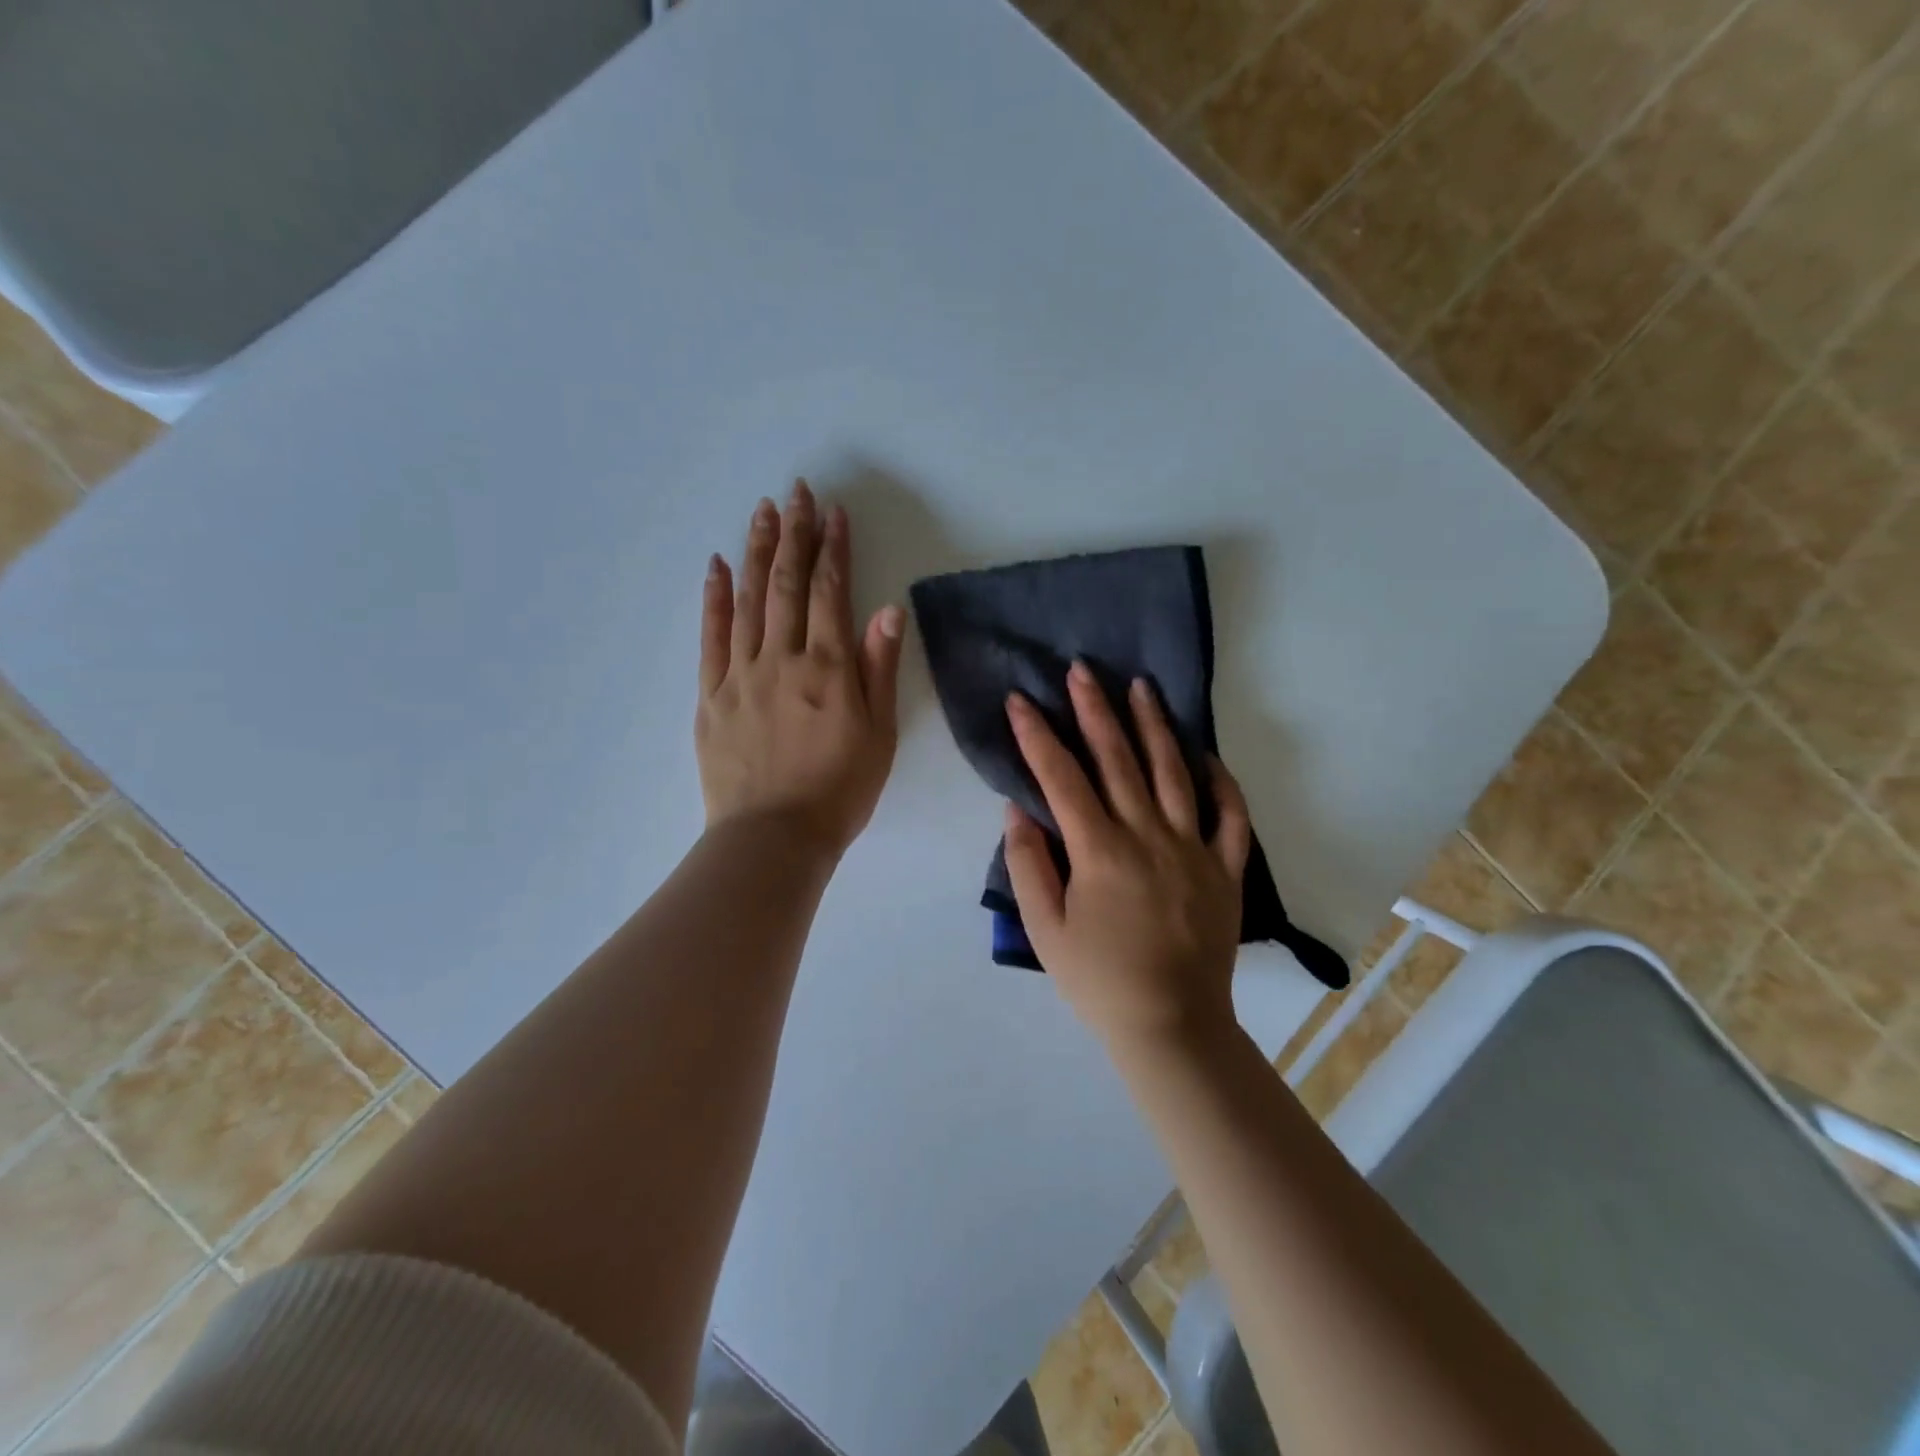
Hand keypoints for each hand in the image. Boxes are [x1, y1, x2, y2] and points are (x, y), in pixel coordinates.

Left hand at [697, 480, 905, 856]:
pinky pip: (711, 636)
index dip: (833, 549)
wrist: (773, 838)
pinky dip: (713, 597)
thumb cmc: (839, 791)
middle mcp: (782, 660)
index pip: (830, 593)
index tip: (834, 513)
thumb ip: (878, 669)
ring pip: (748, 601)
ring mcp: (740, 675)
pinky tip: (716, 565)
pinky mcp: (711, 695)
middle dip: (793, 534)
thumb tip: (887, 610)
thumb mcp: (879, 735)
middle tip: (795, 492)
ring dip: (755, 552)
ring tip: (762, 512)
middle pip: (786, 585)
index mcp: (827, 670)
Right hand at [1004, 664, 1250, 1049]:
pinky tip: (1206, 755)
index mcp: (1100, 851)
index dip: (1037, 736)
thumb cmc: (1098, 981)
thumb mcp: (1045, 929)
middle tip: (1082, 669)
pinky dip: (1220, 782)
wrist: (1171, 1026)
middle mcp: (1148, 836)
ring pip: (1174, 773)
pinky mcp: (1226, 869)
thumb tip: (1019, 811)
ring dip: (1155, 726)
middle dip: (1095, 710)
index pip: (1062, 778)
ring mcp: (1194, 849)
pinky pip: (1229, 816)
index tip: (1020, 701)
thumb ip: (1028, 866)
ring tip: (1142, 686)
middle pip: (1118, 760)